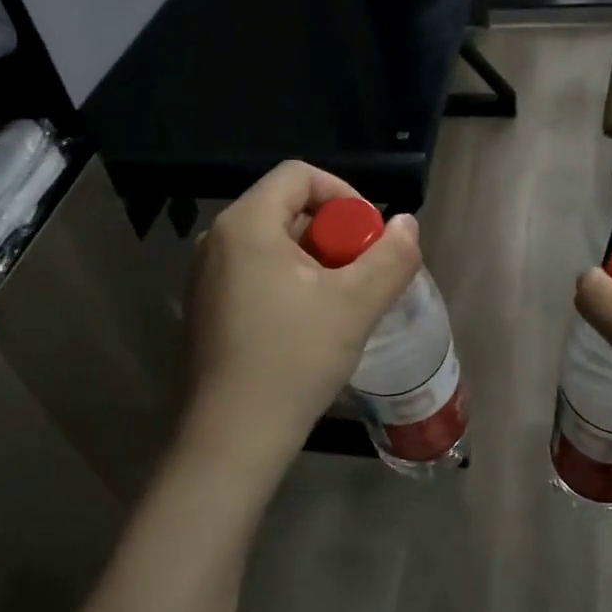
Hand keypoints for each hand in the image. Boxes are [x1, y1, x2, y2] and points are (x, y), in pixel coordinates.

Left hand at [182, 161, 421, 477]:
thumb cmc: (294, 359)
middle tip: (362, 275)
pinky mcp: (207, 308)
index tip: (370, 236)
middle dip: (334, 234)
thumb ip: (391, 256)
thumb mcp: (355, 304)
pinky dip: (290, 282)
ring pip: (274, 244)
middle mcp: (217, 239)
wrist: (234, 436)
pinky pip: (256, 272)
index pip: (299, 175)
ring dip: (316, 261)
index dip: (344, 194)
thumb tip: (406, 225)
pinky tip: (309, 324)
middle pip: (287, 209)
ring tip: (342, 302)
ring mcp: (205, 276)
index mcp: (246, 224)